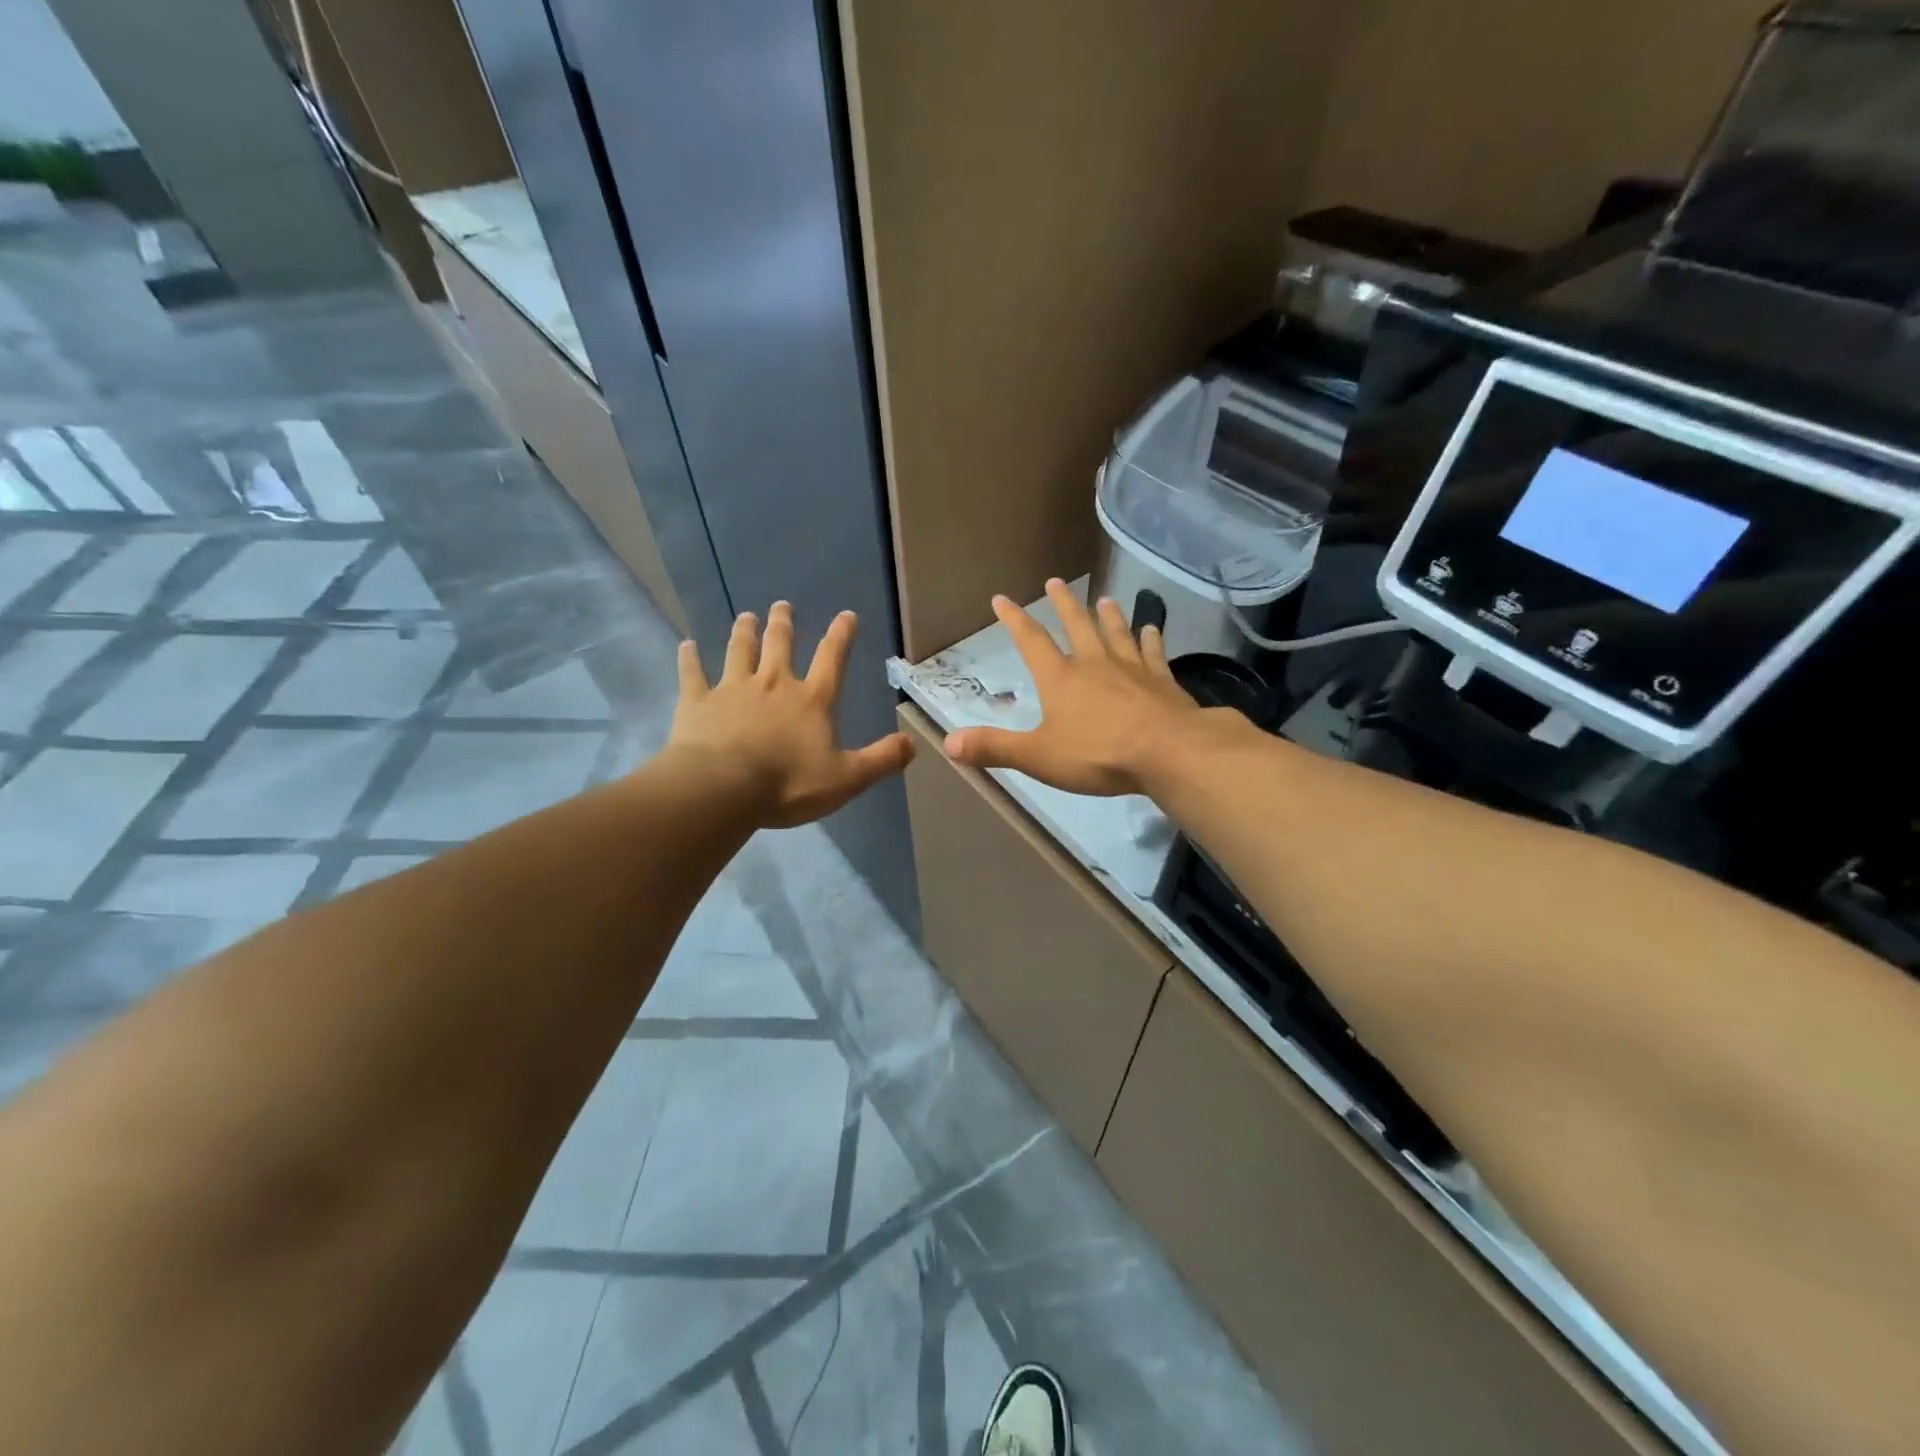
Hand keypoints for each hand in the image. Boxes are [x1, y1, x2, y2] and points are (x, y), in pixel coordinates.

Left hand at [667, 603, 914, 828]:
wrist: (722, 789)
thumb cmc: (788, 784)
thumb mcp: (847, 778)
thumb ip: (882, 760)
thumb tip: (913, 743)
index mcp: (811, 700)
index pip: (832, 659)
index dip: (842, 635)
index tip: (847, 614)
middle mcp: (773, 684)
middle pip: (780, 645)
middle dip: (783, 623)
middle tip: (782, 605)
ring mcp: (732, 689)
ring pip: (739, 651)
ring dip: (743, 632)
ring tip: (745, 616)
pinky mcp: (698, 702)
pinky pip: (693, 674)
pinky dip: (690, 658)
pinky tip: (687, 645)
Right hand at [943, 579, 1208, 796]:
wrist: (1167, 753)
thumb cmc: (1098, 754)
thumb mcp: (1038, 756)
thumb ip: (994, 748)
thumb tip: (948, 743)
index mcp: (1061, 679)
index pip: (1031, 641)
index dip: (1014, 620)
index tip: (1002, 599)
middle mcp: (1094, 663)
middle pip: (1077, 625)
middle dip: (1063, 603)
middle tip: (1056, 581)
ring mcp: (1132, 668)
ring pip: (1116, 633)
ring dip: (1108, 615)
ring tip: (1104, 598)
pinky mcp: (1162, 680)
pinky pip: (1154, 652)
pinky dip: (1151, 638)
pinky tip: (1152, 628)